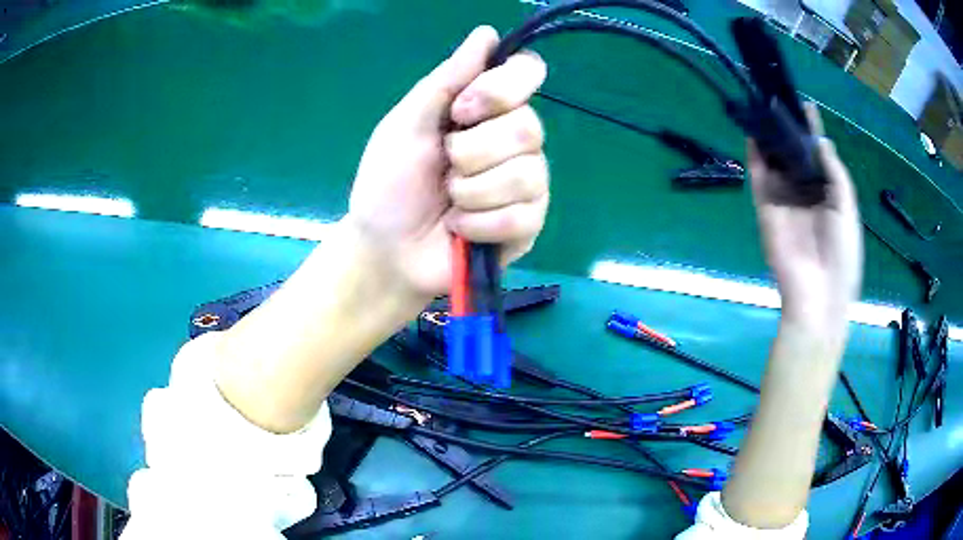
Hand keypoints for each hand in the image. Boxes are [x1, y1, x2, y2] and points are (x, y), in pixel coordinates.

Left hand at [347, 26, 549, 297]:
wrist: (387, 249)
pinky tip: (460, 228)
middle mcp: (513, 140)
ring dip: (473, 190)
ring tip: (448, 202)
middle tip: (444, 166)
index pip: (527, 74)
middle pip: (529, 127)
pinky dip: (480, 222)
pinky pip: (522, 215)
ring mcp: (526, 184)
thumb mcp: (406, 125)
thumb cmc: (389, 184)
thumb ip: (446, 80)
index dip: (504, 87)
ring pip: (528, 173)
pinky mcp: (527, 224)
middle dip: (473, 152)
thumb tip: (487, 33)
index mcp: (484, 110)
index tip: (463, 110)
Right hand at [749, 104, 861, 336]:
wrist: (818, 296)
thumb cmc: (842, 255)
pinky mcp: (766, 209)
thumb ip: (835, 174)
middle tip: (781, 102)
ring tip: (765, 108)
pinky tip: (754, 134)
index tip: (806, 107)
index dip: (813, 134)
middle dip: (789, 132)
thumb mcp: (847, 210)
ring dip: (771, 139)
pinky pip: (760, 179)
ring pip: (776, 163)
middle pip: (795, 156)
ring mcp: (785, 201)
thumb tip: (821, 141)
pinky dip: (756, 158)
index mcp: (828, 197)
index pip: (818, 158)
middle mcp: (805, 194)